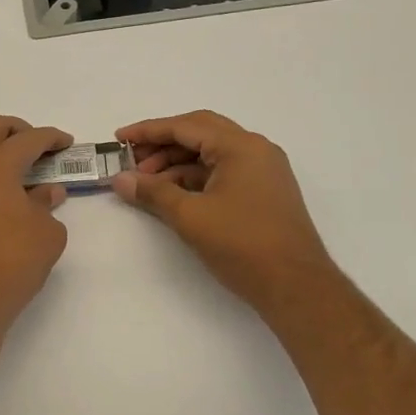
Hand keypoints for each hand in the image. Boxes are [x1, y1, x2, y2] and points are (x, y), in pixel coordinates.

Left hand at [0, 115, 71, 335]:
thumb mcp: (47, 233)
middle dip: (16, 129)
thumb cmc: (13, 262)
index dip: (51, 138)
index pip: (27, 139)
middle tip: (37, 147)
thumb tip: (46, 192)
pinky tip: (2, 195)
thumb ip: (47, 205)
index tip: (65, 143)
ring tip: (18, 169)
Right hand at [111, 110, 333, 315]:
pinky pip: (221, 171)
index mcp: (241, 147)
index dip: (148, 131)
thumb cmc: (243, 245)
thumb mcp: (190, 217)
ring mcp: (262, 170)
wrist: (296, 287)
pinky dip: (194, 178)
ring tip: (145, 183)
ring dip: (176, 163)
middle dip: (162, 144)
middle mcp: (255, 150)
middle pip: (199, 132)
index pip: (186, 126)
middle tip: (131, 159)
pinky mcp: (262, 191)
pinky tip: (171, 194)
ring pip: (210, 153)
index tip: (119, 138)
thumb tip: (119, 180)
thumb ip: (152, 193)